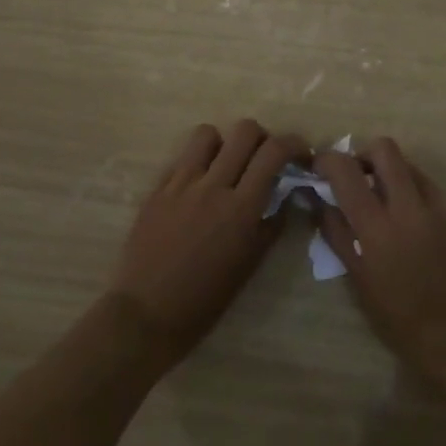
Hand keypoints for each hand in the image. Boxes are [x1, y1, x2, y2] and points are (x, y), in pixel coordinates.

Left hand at [108, 119, 306, 370]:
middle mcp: (213, 186)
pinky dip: (197, 162)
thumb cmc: (205, 300)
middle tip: (263, 157)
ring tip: (226, 165)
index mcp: (241, 209)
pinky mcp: (158, 188)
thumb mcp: (249, 265)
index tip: (299, 153)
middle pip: (244, 130)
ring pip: (208, 133)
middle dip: (262, 137)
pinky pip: (182, 157)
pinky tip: (198, 185)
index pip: (273, 152)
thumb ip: (271, 224)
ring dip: (224, 143)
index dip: (293, 143)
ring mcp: (181, 184)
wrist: (146, 315)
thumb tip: (286, 194)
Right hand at [314, 138, 445, 381]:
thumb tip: (319, 199)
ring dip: (395, 178)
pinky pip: (435, 190)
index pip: (346, 171)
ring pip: (411, 167)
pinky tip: (423, 231)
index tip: (322, 165)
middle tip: (361, 178)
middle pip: (384, 148)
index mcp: (379, 229)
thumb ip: (337, 233)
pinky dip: (421, 200)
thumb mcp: (359, 281)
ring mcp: (444, 205)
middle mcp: (412, 207)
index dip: (328, 159)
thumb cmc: (403, 320)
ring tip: (394, 209)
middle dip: (366, 155)